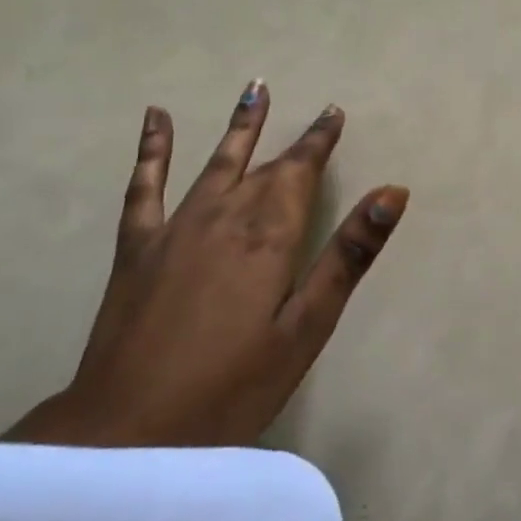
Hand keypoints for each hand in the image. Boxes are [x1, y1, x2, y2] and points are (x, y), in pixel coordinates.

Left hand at [3, 81, 407, 447]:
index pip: (300, 173)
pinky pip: (145, 186)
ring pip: (214, 164)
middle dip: (292, 139)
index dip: (319, 142)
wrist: (129, 430)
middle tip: (313, 111)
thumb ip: (348, 256)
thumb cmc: (233, 386)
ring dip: (238, 127)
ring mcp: (175, 229)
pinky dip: (152, 150)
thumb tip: (391, 193)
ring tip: (253, 90)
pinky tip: (156, 119)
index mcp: (268, 236)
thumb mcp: (306, 327)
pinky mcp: (137, 248)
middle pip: (264, 167)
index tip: (334, 112)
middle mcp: (223, 217)